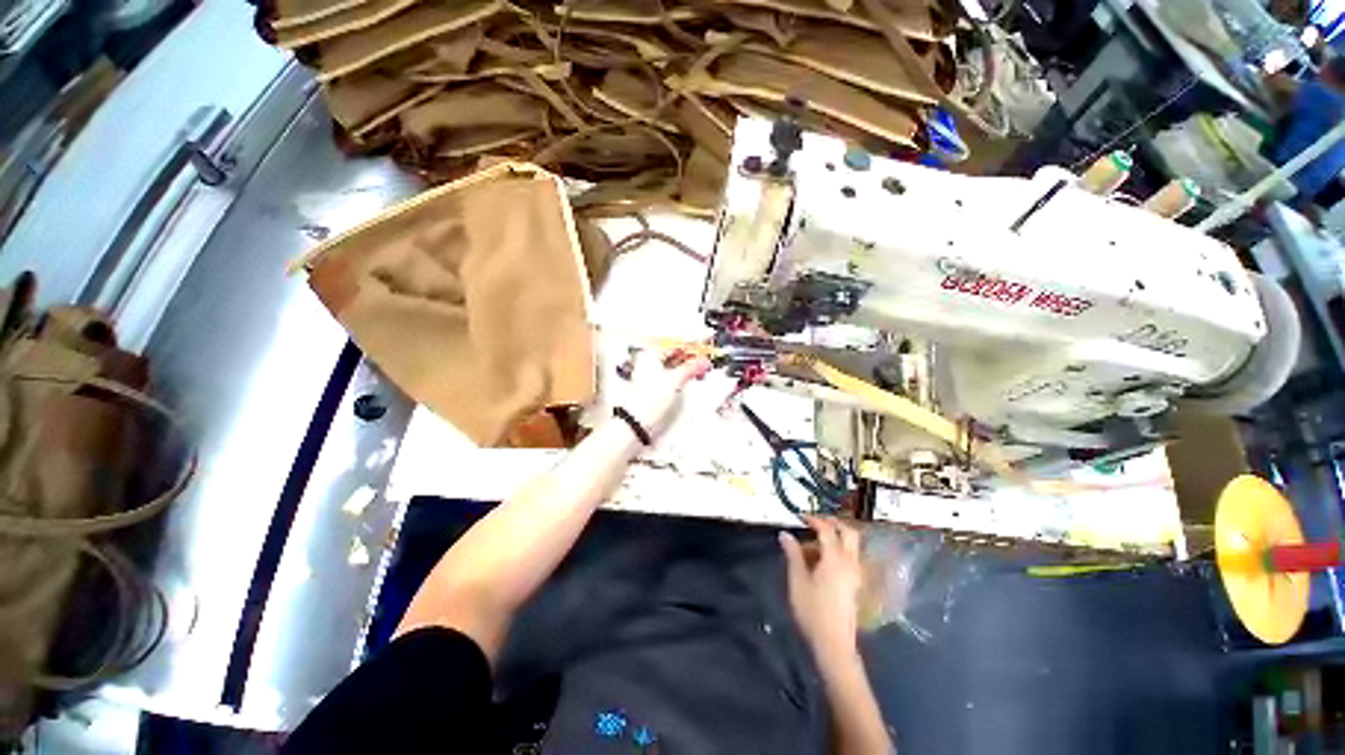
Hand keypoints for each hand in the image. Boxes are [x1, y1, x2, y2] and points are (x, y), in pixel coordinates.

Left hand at [621, 348, 711, 438]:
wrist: (637, 422)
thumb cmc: (650, 398)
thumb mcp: (675, 379)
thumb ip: (691, 368)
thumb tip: (703, 361)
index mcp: (650, 355)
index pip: (674, 347)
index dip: (690, 350)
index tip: (703, 355)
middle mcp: (647, 363)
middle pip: (673, 357)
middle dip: (688, 361)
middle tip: (703, 366)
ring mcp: (649, 377)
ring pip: (671, 369)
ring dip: (685, 371)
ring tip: (697, 375)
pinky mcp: (652, 390)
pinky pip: (669, 379)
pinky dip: (679, 380)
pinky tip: (686, 384)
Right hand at [780, 517, 863, 658]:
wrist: (834, 644)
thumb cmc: (813, 611)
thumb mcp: (798, 580)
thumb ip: (793, 554)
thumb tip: (785, 534)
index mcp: (835, 558)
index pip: (827, 529)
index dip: (814, 519)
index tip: (800, 516)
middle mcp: (850, 562)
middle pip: (849, 532)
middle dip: (833, 523)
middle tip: (815, 522)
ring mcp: (856, 574)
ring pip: (852, 545)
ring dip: (836, 537)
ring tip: (814, 543)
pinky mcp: (856, 584)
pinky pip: (851, 557)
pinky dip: (839, 550)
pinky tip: (822, 560)